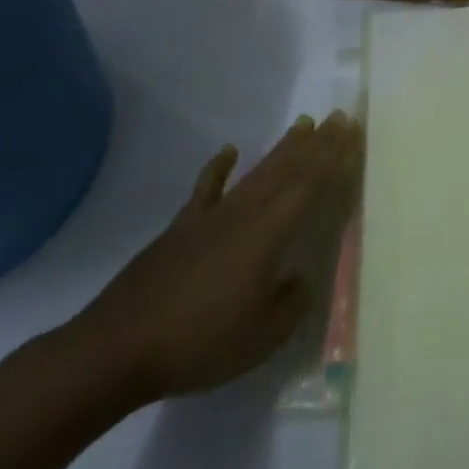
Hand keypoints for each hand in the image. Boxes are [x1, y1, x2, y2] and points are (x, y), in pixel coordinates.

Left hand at [70, 112, 362, 405]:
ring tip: (303, 124)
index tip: (351, 134)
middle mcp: (242, 215)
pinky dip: (219, 168)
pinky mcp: (180, 230)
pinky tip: (229, 151)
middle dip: (316, 144)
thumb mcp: (263, 336)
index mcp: (267, 234)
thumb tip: (300, 277)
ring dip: (282, 149)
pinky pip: (205, 190)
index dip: (333, 159)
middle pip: (286, 171)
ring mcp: (209, 219)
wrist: (116, 350)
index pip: (309, 187)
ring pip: (255, 174)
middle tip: (338, 118)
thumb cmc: (199, 343)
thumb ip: (290, 303)